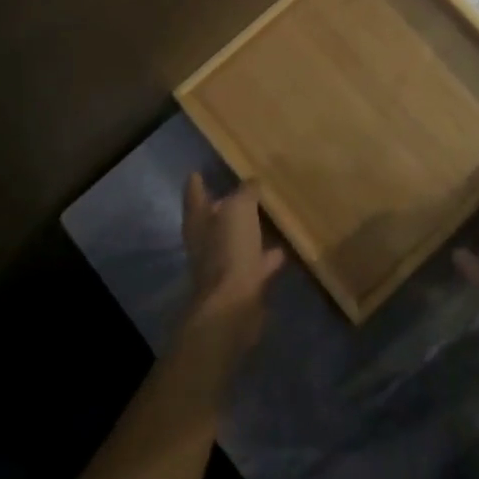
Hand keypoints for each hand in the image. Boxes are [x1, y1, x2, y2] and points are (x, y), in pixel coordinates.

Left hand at [179, 173, 284, 369]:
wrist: (233, 306)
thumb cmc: (229, 250)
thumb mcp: (239, 210)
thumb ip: (245, 192)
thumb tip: (252, 182)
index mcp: (198, 220)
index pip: (194, 194)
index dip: (196, 182)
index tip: (198, 171)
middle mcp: (205, 241)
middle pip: (214, 218)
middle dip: (225, 206)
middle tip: (243, 189)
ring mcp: (222, 264)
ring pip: (235, 240)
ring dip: (248, 231)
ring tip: (269, 215)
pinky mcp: (240, 283)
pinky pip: (255, 262)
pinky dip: (266, 255)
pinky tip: (284, 247)